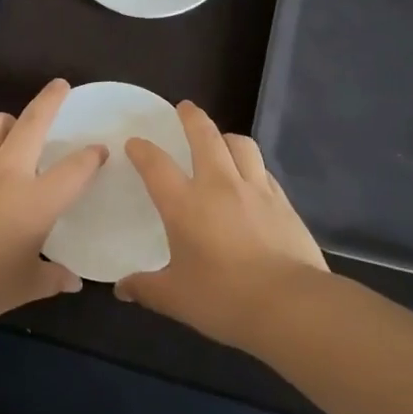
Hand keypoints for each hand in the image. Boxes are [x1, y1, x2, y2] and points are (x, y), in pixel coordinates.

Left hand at [0, 79, 106, 329]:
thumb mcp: (24, 287)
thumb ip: (51, 278)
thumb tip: (72, 280)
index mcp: (36, 201)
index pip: (75, 169)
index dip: (91, 157)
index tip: (99, 150)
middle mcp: (7, 173)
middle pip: (33, 122)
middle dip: (51, 100)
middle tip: (60, 86)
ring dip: (8, 120)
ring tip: (13, 129)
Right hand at [116, 102, 328, 351]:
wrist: (291, 305)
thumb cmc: (224, 300)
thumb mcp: (176, 298)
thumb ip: (146, 288)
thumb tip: (121, 289)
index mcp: (185, 204)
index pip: (156, 164)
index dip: (142, 149)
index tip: (135, 143)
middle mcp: (219, 185)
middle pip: (205, 136)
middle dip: (192, 117)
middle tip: (185, 108)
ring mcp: (256, 190)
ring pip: (241, 145)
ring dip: (226, 137)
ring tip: (221, 140)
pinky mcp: (283, 202)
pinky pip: (264, 170)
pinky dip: (252, 165)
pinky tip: (251, 177)